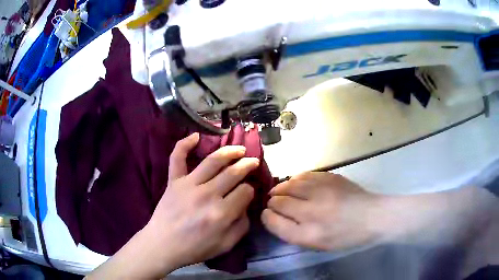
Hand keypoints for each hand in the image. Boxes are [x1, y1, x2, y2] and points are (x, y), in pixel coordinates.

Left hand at [88, 133, 259, 278]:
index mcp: (222, 213)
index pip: (245, 192)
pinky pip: (177, 158)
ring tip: (238, 149)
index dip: (250, 191)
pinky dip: (184, 144)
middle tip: (253, 161)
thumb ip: (242, 226)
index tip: (247, 194)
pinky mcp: (174, 181)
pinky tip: (196, 135)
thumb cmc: (195, 248)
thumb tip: (246, 206)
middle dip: (247, 165)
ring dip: (229, 151)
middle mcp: (207, 195)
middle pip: (233, 173)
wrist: (163, 245)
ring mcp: (188, 185)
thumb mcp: (226, 245)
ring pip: (213, 161)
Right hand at [261, 172, 383, 250]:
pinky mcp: (330, 177)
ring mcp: (321, 191)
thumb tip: (273, 215)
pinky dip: (295, 179)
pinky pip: (303, 175)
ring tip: (281, 192)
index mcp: (308, 233)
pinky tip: (296, 183)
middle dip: (272, 201)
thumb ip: (291, 232)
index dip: (267, 216)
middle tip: (274, 203)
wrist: (372, 216)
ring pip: (288, 184)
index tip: (267, 214)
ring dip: (281, 188)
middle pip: (278, 201)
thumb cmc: (344, 235)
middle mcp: (312, 211)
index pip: (274, 221)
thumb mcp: (317, 243)